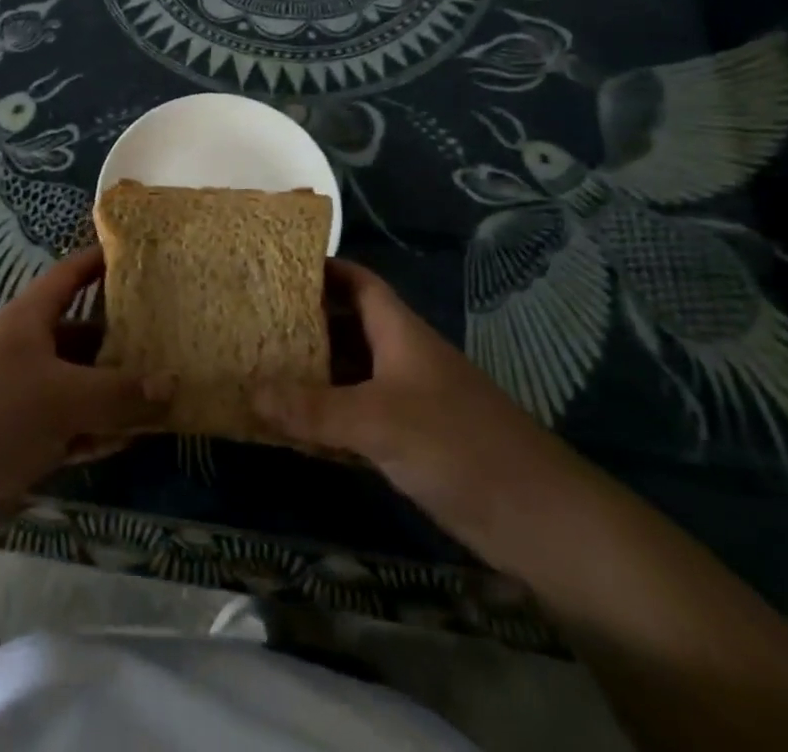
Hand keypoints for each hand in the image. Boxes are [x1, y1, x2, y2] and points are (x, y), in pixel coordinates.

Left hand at [0, 247, 171, 546]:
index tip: (137, 254)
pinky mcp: (22, 440)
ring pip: (81, 386)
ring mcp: (24, 397)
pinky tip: (131, 439)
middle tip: (171, 340)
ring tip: (165, 394)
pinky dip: (98, 430)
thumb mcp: (63, 398)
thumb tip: (172, 384)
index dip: (99, 262)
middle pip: (82, 335)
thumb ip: (119, 393)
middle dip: (122, 340)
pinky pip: (71, 427)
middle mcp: (27, 351)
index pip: (69, 276)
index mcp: (28, 320)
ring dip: (116, 393)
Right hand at [252, 260, 582, 550]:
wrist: (539, 520)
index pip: (356, 282)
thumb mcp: (378, 422)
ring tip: (257, 369)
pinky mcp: (411, 443)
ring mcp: (407, 401)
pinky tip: (290, 429)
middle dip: (302, 322)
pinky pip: (355, 419)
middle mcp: (400, 358)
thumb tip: (248, 390)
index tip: (274, 267)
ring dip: (310, 375)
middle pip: (346, 327)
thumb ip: (314, 409)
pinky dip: (324, 420)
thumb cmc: (458, 445)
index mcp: (399, 332)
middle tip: (251, 321)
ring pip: (348, 375)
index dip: (321, 268)